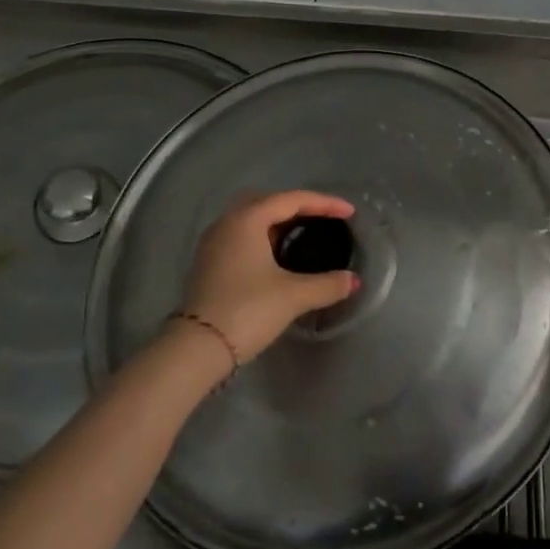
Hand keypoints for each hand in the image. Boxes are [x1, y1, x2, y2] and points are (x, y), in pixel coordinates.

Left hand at [174, 190, 359, 366]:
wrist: (196, 349)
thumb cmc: (247, 311)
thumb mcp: (293, 296)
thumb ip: (327, 284)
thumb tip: (352, 281)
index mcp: (247, 219)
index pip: (292, 199)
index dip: (324, 203)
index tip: (349, 212)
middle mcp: (228, 222)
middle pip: (269, 201)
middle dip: (299, 206)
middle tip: (325, 218)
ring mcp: (214, 242)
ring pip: (252, 218)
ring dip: (279, 221)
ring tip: (305, 234)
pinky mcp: (209, 262)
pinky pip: (242, 235)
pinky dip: (264, 236)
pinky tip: (278, 255)